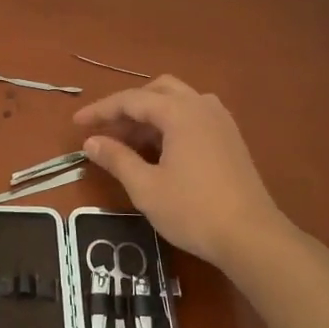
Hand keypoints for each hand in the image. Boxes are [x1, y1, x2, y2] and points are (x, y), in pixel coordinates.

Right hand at [74, 76, 288, 268]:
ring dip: (150, 115)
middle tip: (107, 131)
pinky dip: (171, 124)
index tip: (77, 124)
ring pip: (178, 101)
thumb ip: (117, 158)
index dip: (101, 111)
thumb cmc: (193, 210)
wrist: (251, 237)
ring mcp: (221, 121)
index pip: (131, 100)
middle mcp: (201, 106)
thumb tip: (90, 142)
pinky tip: (160, 151)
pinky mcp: (230, 139)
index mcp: (179, 112)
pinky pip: (193, 116)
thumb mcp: (145, 187)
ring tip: (130, 143)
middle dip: (128, 107)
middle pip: (157, 90)